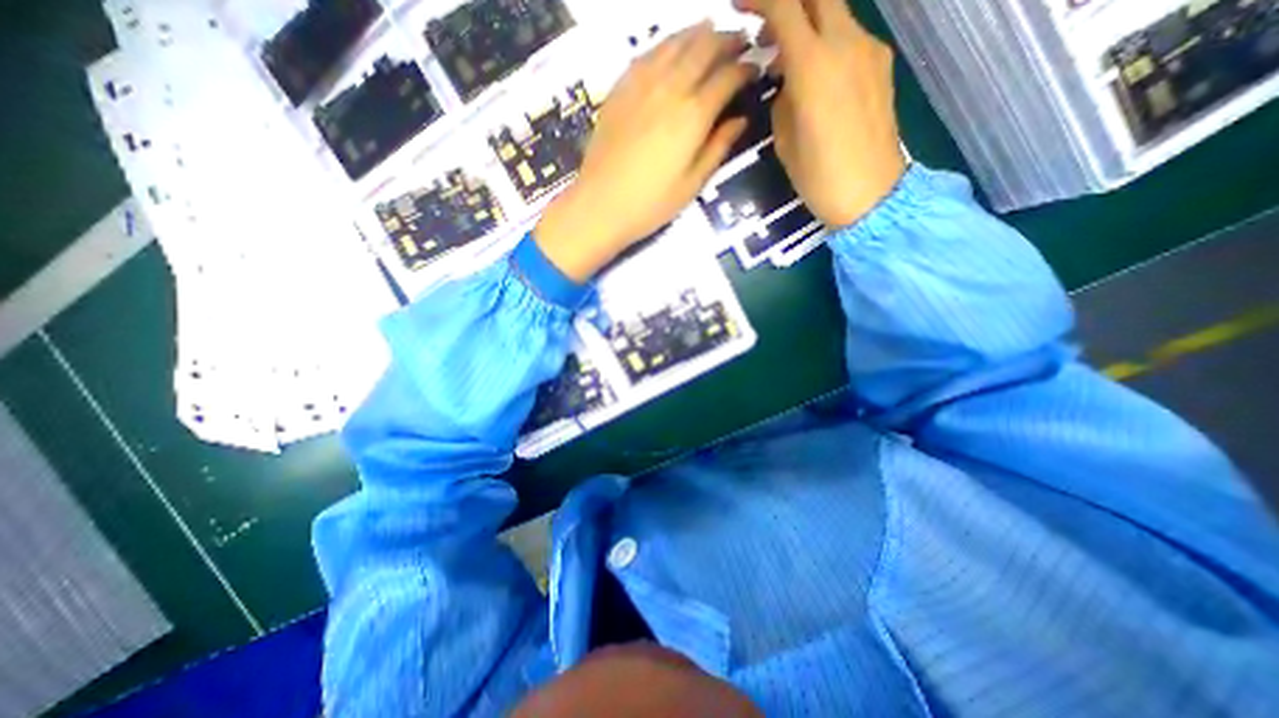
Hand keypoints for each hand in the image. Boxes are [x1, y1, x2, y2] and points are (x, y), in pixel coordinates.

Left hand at [532, 23, 750, 279]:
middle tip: (739, 43)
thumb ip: (718, 148)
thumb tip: (740, 119)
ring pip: (675, 42)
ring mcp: (641, 84)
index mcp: (693, 116)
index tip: (756, 67)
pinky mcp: (619, 89)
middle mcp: (670, 89)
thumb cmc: (650, 204)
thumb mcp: (692, 185)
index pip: (728, 76)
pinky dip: (666, 44)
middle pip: (704, 47)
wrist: (600, 205)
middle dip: (728, 40)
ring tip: (711, 34)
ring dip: (698, 33)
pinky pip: (647, 53)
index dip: (746, 68)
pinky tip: (671, 48)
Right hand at [734, 0, 901, 227]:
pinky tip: (814, 75)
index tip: (738, 6)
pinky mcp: (881, 65)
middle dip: (785, 1)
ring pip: (835, 13)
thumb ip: (782, 100)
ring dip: (806, 22)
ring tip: (783, 58)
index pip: (785, 7)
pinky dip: (826, 42)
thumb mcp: (784, 142)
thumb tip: (786, 82)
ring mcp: (869, 51)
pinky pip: (849, 37)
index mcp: (814, 67)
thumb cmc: (819, 177)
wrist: (872, 195)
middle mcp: (846, 45)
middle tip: (761, 26)